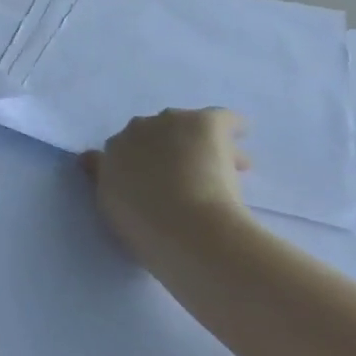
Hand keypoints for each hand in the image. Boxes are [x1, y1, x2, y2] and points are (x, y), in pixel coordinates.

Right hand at [80, 108, 253, 271]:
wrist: (187, 229)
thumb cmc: (152, 235)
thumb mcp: (121, 221)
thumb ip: (122, 200)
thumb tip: (137, 193)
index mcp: (111, 158)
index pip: (118, 152)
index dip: (137, 165)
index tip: (153, 183)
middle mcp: (134, 132)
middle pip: (152, 134)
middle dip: (169, 151)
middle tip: (192, 180)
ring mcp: (168, 123)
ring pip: (186, 126)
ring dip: (200, 144)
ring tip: (228, 169)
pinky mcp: (203, 121)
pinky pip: (222, 119)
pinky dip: (233, 127)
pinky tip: (243, 135)